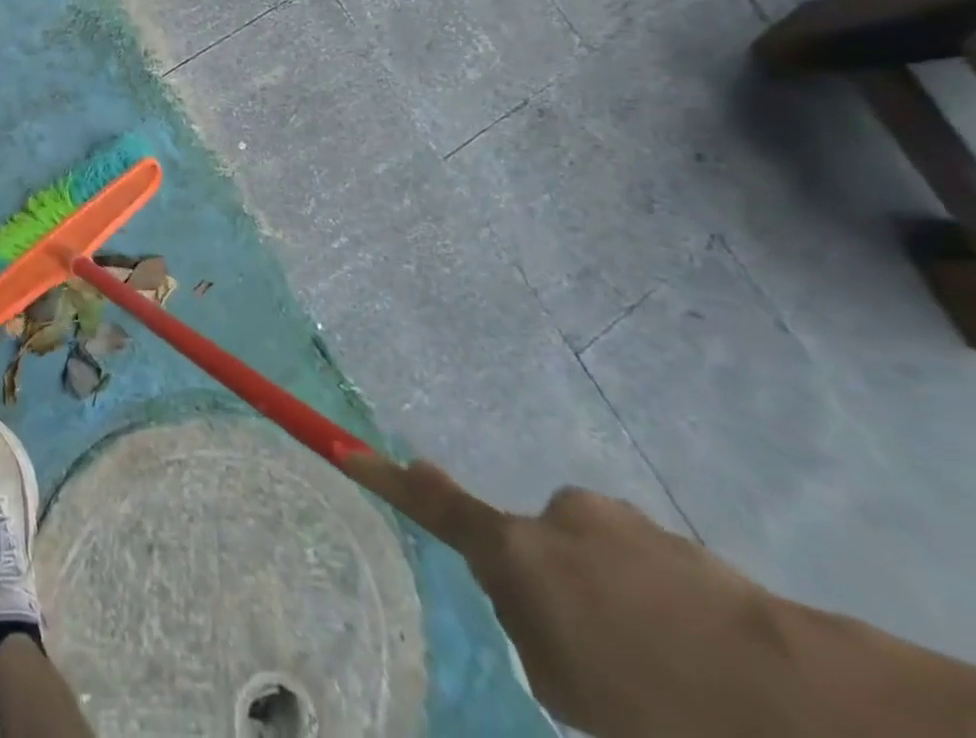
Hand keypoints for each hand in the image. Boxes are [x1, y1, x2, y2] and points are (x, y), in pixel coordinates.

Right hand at [346, 457, 848, 737]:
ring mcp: (624, 524)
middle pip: (533, 547)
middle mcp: (560, 519)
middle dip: (554, 589)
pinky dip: (658, 608)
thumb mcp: (577, 696)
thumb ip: (536, 638)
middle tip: (603, 666)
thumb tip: (527, 607)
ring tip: (669, 675)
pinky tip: (706, 664)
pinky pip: (645, 568)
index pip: (438, 508)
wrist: (809, 707)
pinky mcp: (680, 540)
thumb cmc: (661, 707)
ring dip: (613, 602)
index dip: (390, 480)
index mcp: (522, 555)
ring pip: (594, 559)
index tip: (347, 448)